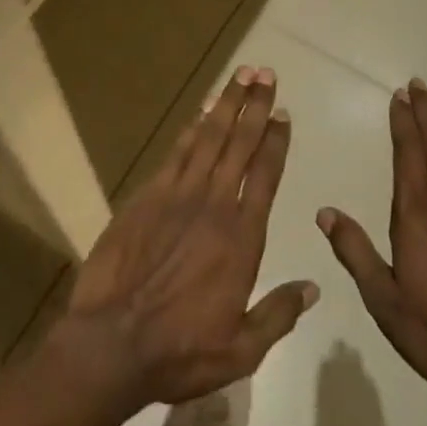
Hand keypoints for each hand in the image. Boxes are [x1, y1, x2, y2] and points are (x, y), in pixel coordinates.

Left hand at [55, 66, 318, 416]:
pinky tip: (200, 112)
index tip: (284, 113)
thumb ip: (279, 314)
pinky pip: (176, 153)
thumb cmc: (181, 351)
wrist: (112, 344)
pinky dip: (190, 129)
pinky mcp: (147, 197)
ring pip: (208, 138)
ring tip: (240, 76)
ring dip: (226, 105)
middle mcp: (214, 205)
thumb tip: (314, 287)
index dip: (276, 141)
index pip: (265, 175)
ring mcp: (178, 196)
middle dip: (255, 106)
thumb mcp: (242, 350)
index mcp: (242, 237)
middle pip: (240, 144)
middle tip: (266, 74)